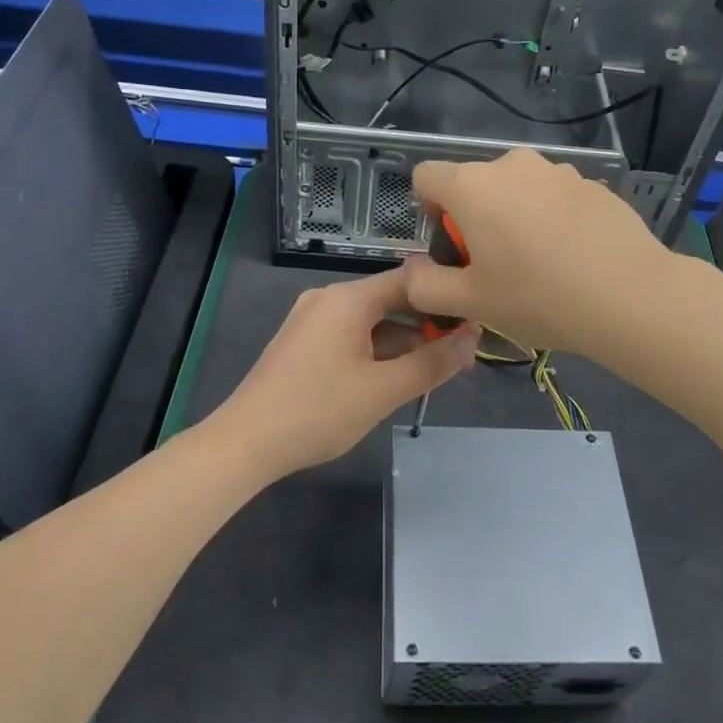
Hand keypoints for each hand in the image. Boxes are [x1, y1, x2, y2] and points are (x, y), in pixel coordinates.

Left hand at [209, 265, 479, 477]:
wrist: (246, 441)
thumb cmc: (318, 410)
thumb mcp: (383, 390)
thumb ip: (432, 363)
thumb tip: (473, 340)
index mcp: (348, 298)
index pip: (410, 280)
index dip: (445, 298)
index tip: (476, 319)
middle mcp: (329, 297)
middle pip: (390, 300)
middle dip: (426, 325)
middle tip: (462, 353)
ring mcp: (311, 319)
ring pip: (371, 321)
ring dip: (403, 341)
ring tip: (435, 369)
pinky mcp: (302, 341)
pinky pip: (350, 335)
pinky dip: (376, 350)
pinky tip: (394, 377)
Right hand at [406, 147, 674, 358]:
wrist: (631, 296)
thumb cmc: (538, 297)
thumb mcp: (470, 303)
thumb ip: (425, 286)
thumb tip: (413, 270)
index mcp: (473, 186)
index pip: (426, 175)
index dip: (428, 208)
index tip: (451, 245)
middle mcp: (512, 165)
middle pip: (475, 183)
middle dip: (475, 217)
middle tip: (496, 265)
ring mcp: (558, 170)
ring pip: (518, 189)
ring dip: (516, 216)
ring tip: (541, 264)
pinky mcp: (593, 183)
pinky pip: (555, 196)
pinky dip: (553, 218)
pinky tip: (575, 257)